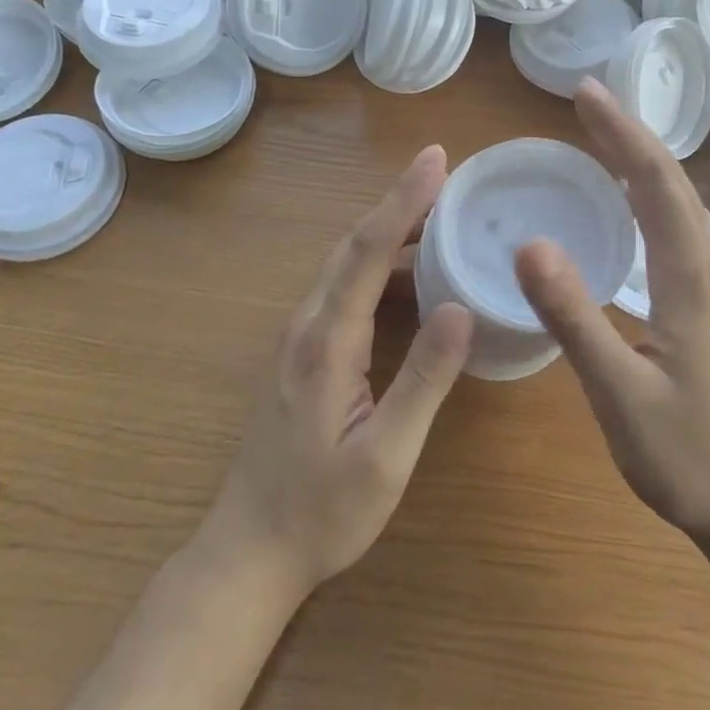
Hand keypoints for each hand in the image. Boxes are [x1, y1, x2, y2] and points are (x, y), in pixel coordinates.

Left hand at [200, 146, 473, 601]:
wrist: (250, 552)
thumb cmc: (323, 511)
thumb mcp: (386, 456)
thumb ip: (423, 380)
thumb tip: (459, 307)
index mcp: (327, 341)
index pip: (370, 250)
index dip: (404, 199)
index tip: (436, 158)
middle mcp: (307, 323)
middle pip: (355, 244)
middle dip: (400, 201)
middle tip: (445, 173)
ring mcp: (299, 335)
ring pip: (346, 262)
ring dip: (390, 229)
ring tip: (439, 214)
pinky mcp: (301, 350)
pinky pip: (343, 286)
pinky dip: (379, 263)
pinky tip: (411, 275)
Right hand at [515, 80, 709, 549]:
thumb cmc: (694, 460)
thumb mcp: (621, 395)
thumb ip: (574, 318)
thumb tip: (530, 242)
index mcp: (691, 280)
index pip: (656, 184)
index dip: (620, 133)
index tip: (585, 93)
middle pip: (673, 183)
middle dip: (629, 135)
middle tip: (587, 102)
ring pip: (683, 205)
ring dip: (644, 162)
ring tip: (606, 140)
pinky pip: (684, 231)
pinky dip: (655, 198)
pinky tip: (640, 211)